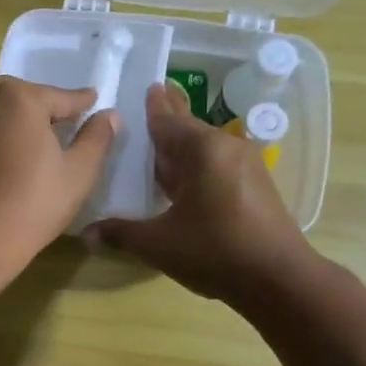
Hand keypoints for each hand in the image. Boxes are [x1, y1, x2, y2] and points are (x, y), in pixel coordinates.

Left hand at [0, 77, 118, 267]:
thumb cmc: (34, 203)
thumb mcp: (79, 172)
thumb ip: (96, 138)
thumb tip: (109, 114)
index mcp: (21, 98)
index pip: (61, 97)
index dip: (82, 102)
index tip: (94, 100)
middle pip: (26, 96)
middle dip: (46, 105)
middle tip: (67, 119)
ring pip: (1, 108)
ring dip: (22, 116)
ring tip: (42, 134)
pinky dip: (3, 131)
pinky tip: (16, 150)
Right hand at [87, 82, 319, 304]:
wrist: (279, 280)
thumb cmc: (215, 251)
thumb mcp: (158, 244)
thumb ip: (121, 233)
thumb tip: (86, 233)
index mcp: (202, 150)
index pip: (167, 120)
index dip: (152, 106)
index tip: (146, 85)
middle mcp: (226, 148)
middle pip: (188, 129)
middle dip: (167, 120)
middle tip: (149, 103)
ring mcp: (245, 166)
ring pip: (203, 149)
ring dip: (179, 149)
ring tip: (155, 148)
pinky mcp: (255, 186)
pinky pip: (216, 166)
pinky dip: (195, 167)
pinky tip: (180, 181)